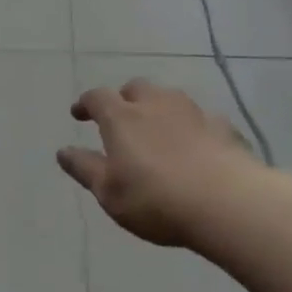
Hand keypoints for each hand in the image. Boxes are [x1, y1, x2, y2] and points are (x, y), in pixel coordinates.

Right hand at [57, 80, 271, 248]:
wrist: (229, 204)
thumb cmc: (156, 199)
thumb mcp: (109, 192)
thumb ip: (85, 169)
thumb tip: (62, 151)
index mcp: (121, 117)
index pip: (97, 98)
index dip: (85, 103)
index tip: (79, 114)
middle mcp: (155, 105)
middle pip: (136, 88)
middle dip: (125, 98)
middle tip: (121, 117)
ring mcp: (193, 113)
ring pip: (171, 98)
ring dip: (160, 108)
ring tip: (159, 128)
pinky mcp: (224, 128)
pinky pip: (203, 119)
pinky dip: (194, 127)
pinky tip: (198, 145)